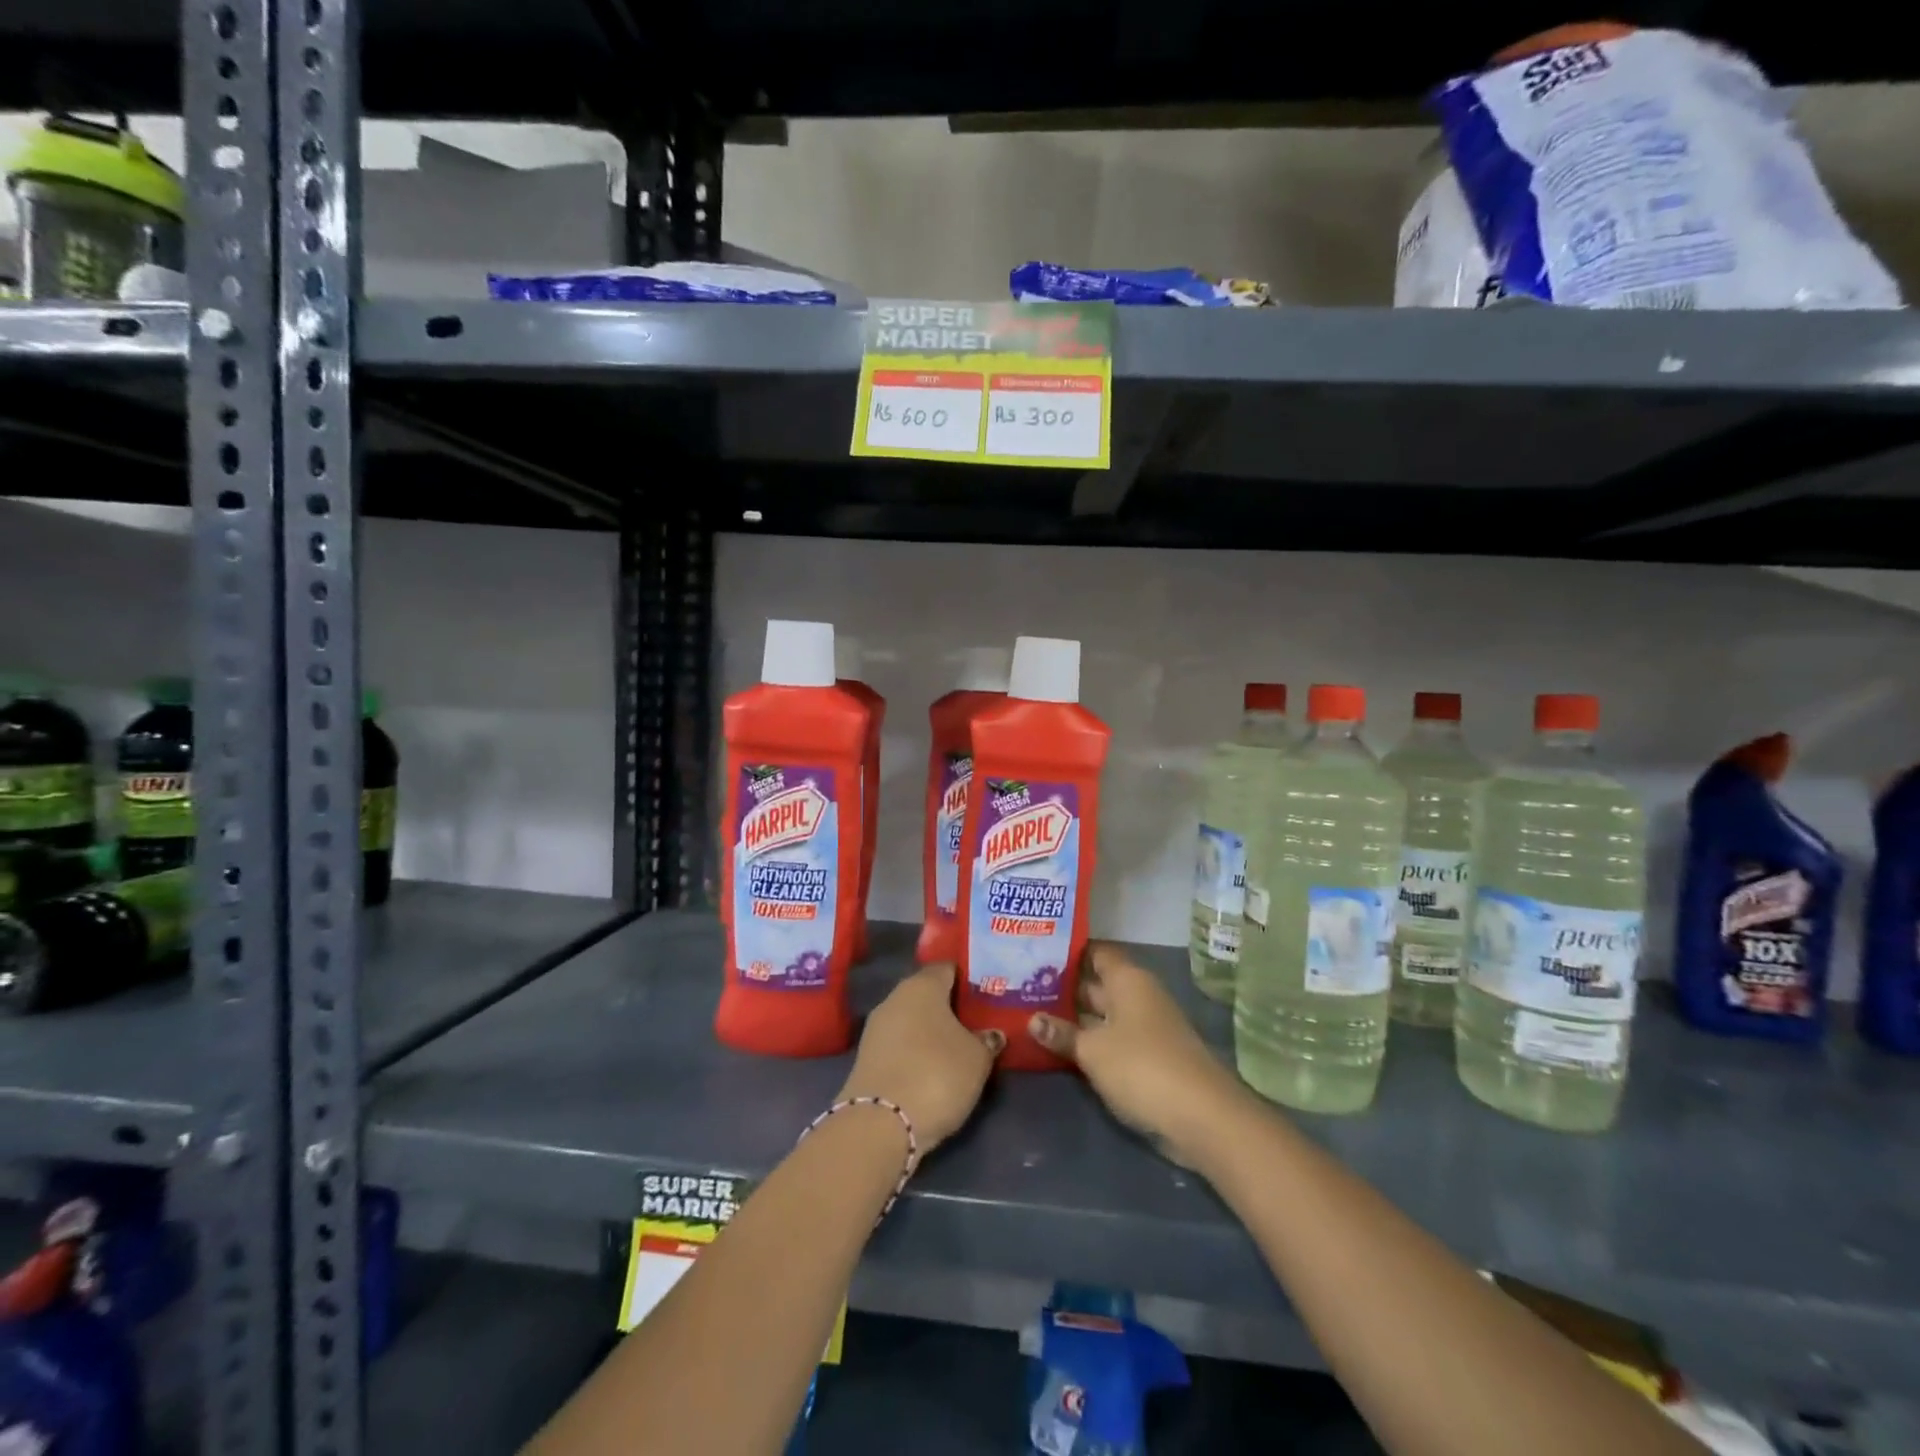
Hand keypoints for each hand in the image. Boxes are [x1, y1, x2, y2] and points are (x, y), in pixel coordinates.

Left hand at [838, 963, 1000, 1152]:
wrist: (879, 1124)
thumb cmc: (936, 1075)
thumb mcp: (977, 1059)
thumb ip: (987, 1041)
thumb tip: (990, 1034)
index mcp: (922, 985)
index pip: (947, 968)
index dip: (967, 978)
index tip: (985, 992)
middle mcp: (895, 998)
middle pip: (927, 994)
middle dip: (949, 1006)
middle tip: (976, 1022)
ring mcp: (876, 1028)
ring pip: (911, 1020)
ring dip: (930, 1031)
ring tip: (957, 1047)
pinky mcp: (866, 1057)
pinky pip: (899, 1044)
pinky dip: (914, 1051)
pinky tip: (932, 1068)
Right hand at [1028, 943, 1247, 1167]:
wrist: (1202, 1116)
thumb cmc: (1142, 1067)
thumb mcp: (1093, 1050)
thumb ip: (1062, 1033)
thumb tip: (1033, 1019)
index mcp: (1127, 980)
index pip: (1096, 952)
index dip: (1068, 952)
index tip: (1036, 953)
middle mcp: (1138, 995)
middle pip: (1097, 983)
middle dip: (1064, 987)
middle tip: (1022, 986)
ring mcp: (1146, 1027)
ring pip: (1102, 1014)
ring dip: (1074, 1018)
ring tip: (1032, 1015)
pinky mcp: (1149, 1057)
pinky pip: (1112, 1039)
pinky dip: (1090, 1042)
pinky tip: (1061, 1047)